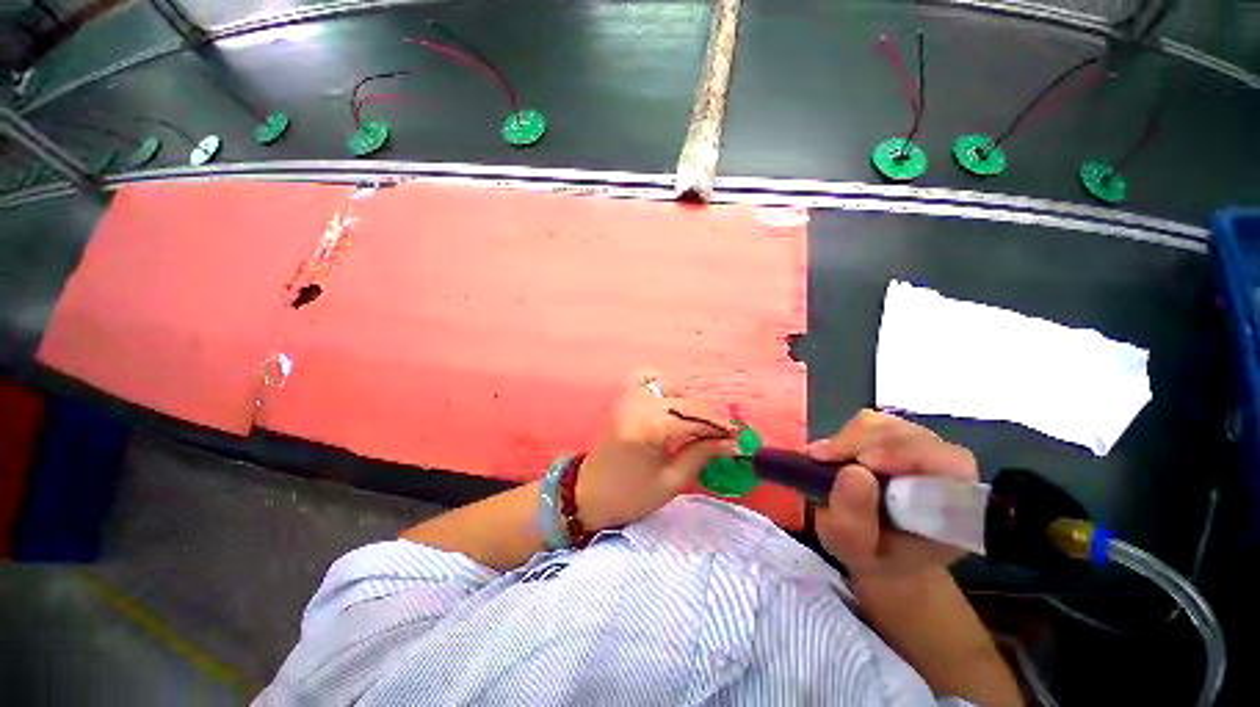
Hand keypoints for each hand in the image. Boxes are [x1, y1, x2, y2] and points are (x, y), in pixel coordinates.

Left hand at [576, 373, 735, 530]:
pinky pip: (648, 379)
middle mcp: (638, 404)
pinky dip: (663, 386)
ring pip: (671, 388)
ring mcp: (628, 397)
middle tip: (724, 436)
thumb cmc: (629, 496)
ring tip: (697, 427)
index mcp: (647, 427)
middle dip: (709, 418)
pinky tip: (670, 403)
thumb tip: (731, 442)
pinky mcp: (624, 398)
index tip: (740, 437)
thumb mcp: (671, 481)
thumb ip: (701, 454)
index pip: (694, 418)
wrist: (588, 493)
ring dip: (689, 404)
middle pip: (686, 402)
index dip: (721, 427)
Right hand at [810, 410, 977, 577]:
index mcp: (956, 501)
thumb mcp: (856, 550)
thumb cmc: (875, 555)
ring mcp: (920, 444)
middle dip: (862, 444)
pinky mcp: (894, 434)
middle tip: (824, 461)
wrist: (880, 549)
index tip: (862, 463)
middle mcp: (946, 465)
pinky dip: (844, 435)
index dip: (905, 454)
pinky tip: (833, 455)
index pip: (947, 460)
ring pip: (884, 425)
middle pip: (906, 435)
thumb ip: (855, 520)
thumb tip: (852, 472)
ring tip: (826, 461)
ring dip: (848, 440)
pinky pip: (868, 422)